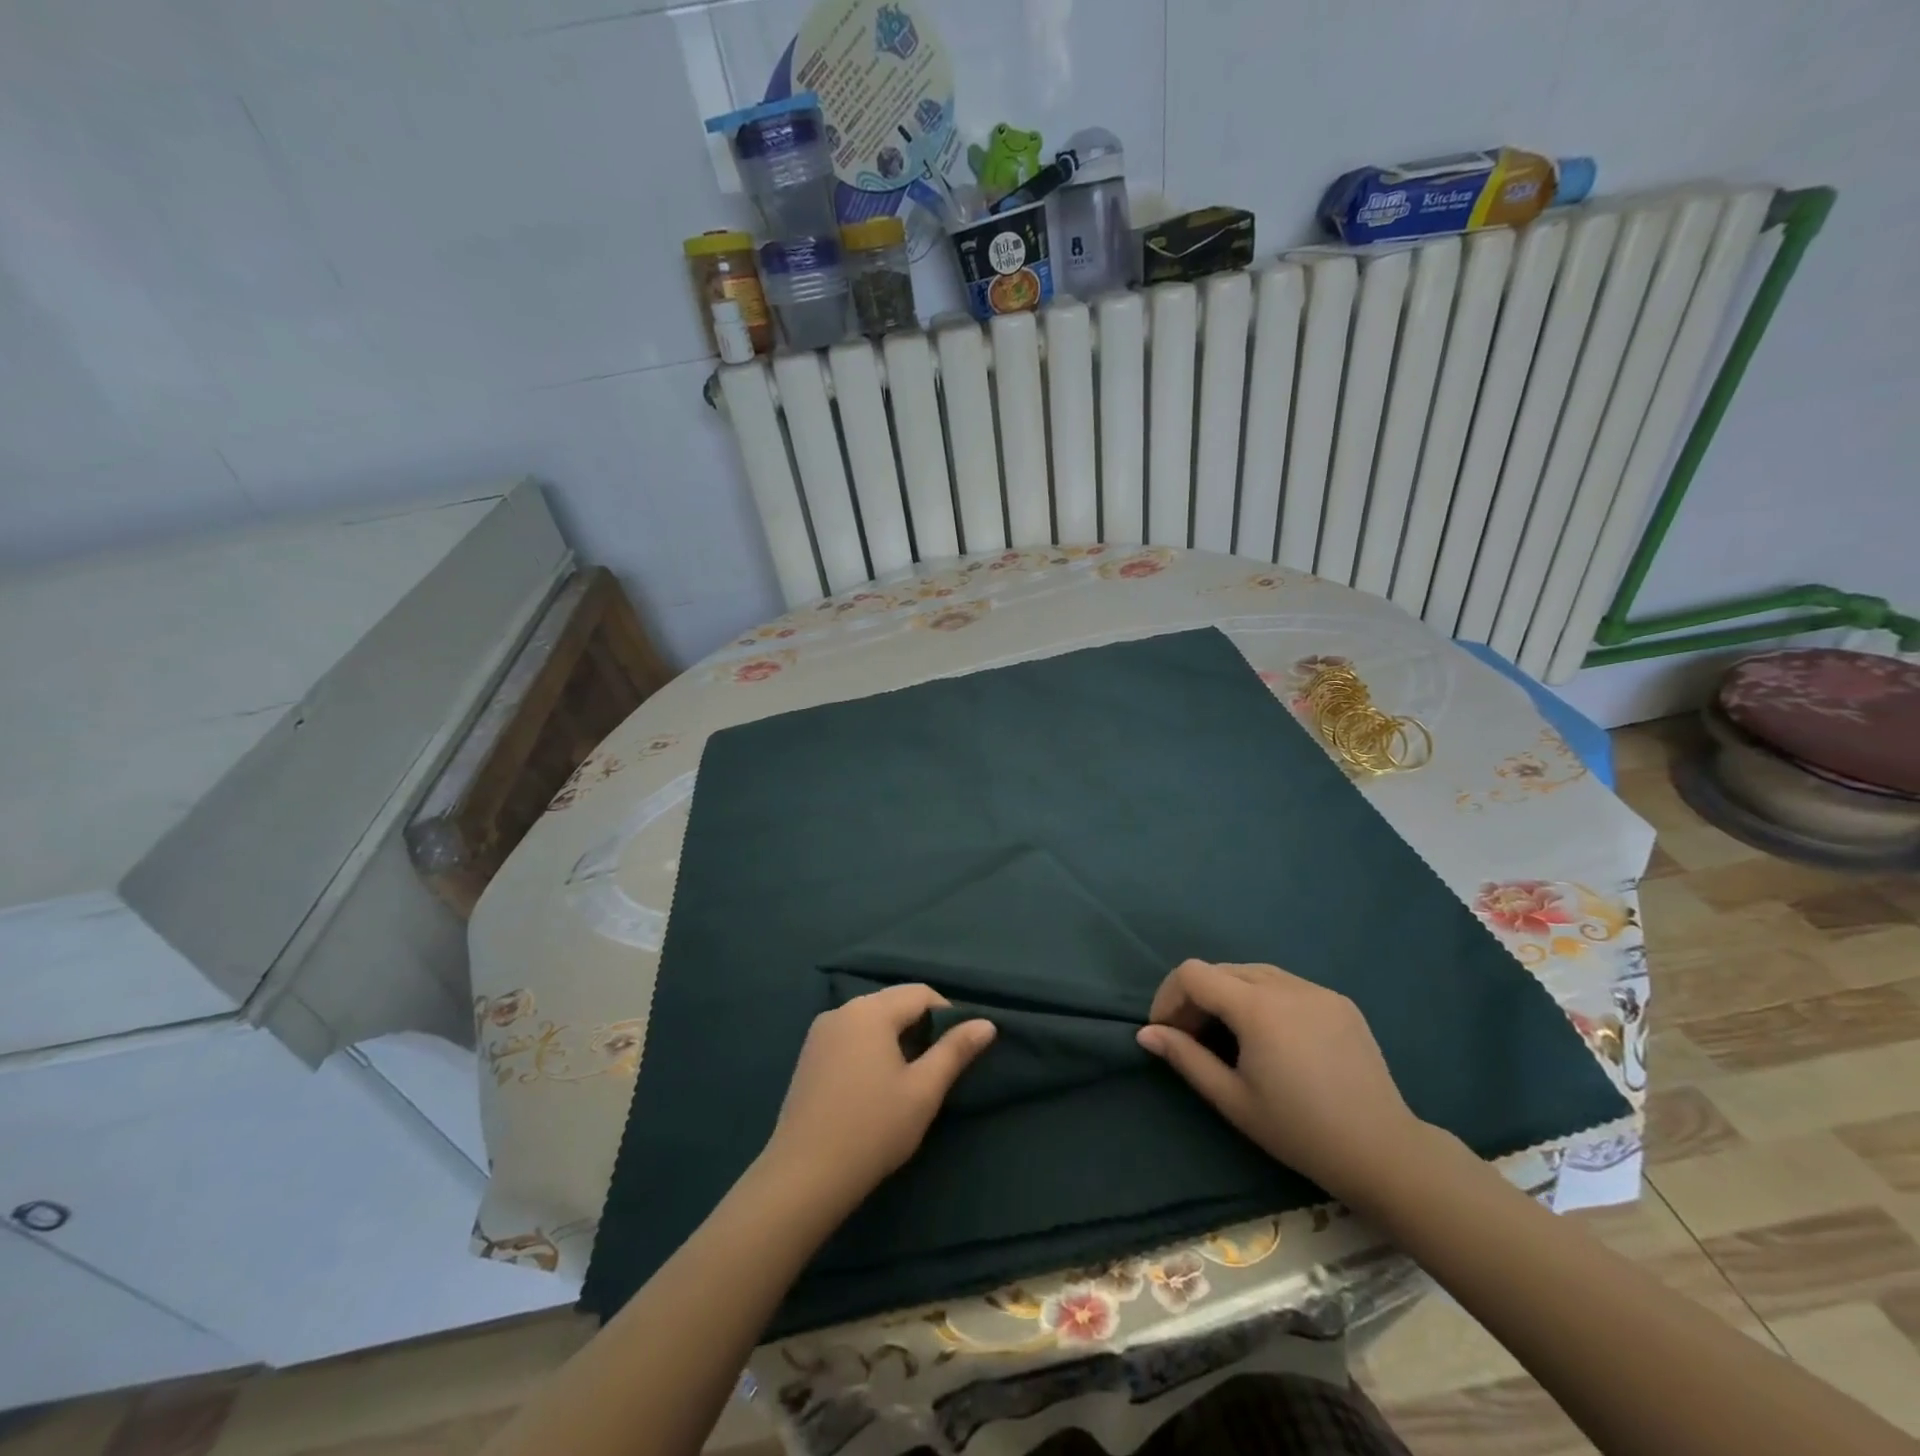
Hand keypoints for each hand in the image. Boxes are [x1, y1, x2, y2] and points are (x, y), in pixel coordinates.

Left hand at [760, 984, 994, 1217]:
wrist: (804, 1176)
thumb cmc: (873, 1129)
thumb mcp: (924, 1091)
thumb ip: (955, 1051)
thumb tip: (986, 1023)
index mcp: (871, 1011)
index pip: (920, 993)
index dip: (947, 1015)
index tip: (957, 1051)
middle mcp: (842, 1010)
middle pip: (894, 1002)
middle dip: (920, 1025)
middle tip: (936, 1066)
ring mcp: (820, 1032)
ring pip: (871, 1019)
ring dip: (895, 1036)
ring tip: (908, 1077)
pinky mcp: (808, 1055)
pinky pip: (850, 1035)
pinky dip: (870, 1047)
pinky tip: (874, 1085)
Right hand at [1136, 960, 1426, 1205]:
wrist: (1385, 1153)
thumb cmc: (1300, 1131)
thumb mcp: (1233, 1100)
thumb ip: (1186, 1058)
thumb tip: (1146, 1033)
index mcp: (1257, 1007)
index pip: (1193, 974)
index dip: (1169, 996)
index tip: (1165, 1032)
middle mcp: (1286, 985)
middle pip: (1221, 970)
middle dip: (1196, 998)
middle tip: (1191, 1038)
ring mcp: (1317, 990)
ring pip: (1254, 973)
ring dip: (1229, 995)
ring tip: (1229, 1037)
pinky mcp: (1340, 1002)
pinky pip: (1287, 985)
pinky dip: (1263, 999)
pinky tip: (1271, 1037)